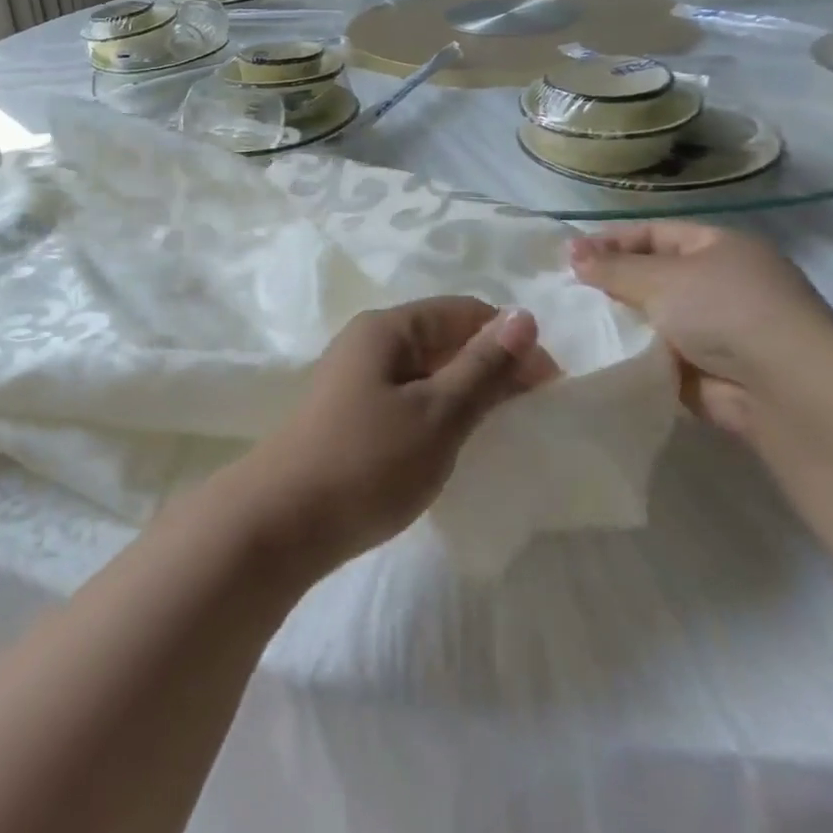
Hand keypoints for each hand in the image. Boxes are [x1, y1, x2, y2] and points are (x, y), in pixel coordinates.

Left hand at [232, 298, 556, 568]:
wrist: (283, 520)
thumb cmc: (368, 461)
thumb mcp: (437, 414)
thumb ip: (482, 366)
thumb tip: (523, 316)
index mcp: (386, 328)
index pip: (463, 311)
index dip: (511, 340)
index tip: (549, 386)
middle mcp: (368, 342)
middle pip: (443, 338)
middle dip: (491, 366)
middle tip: (531, 412)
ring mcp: (355, 378)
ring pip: (426, 371)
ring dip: (466, 391)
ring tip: (500, 429)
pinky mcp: (350, 414)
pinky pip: (408, 397)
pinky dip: (439, 411)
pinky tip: (455, 442)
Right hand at [568, 222, 832, 435]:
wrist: (784, 388)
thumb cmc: (724, 311)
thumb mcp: (660, 278)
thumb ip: (612, 267)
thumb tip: (572, 254)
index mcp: (720, 247)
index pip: (654, 234)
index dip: (610, 242)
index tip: (568, 257)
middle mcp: (721, 283)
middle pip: (652, 276)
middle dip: (611, 284)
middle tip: (566, 292)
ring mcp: (717, 329)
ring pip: (652, 318)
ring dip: (620, 322)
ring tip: (573, 324)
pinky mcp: (708, 370)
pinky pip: (659, 355)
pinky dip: (634, 354)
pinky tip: (598, 354)